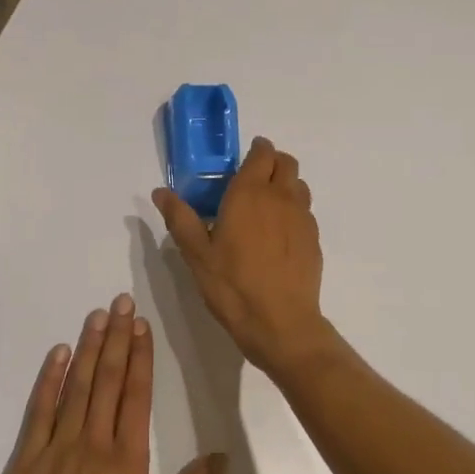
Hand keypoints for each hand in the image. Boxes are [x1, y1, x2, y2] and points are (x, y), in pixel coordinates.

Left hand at [0, 294, 226, 473]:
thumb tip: (220, 458)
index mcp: (127, 464)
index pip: (136, 395)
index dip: (140, 357)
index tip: (142, 326)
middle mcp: (93, 446)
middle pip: (107, 381)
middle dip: (116, 338)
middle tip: (121, 303)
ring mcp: (55, 452)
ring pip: (75, 388)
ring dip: (87, 349)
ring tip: (96, 316)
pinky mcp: (24, 464)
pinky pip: (38, 412)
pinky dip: (48, 380)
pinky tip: (57, 355)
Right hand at [152, 137, 339, 378]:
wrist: (281, 323)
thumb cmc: (233, 285)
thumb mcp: (196, 254)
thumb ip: (180, 218)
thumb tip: (160, 192)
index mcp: (250, 193)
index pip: (262, 153)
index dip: (256, 150)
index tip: (244, 159)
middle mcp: (280, 197)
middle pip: (286, 162)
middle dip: (272, 162)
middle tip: (253, 179)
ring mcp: (302, 217)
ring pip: (298, 185)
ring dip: (285, 185)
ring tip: (266, 206)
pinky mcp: (314, 239)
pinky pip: (305, 211)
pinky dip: (293, 210)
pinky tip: (279, 235)